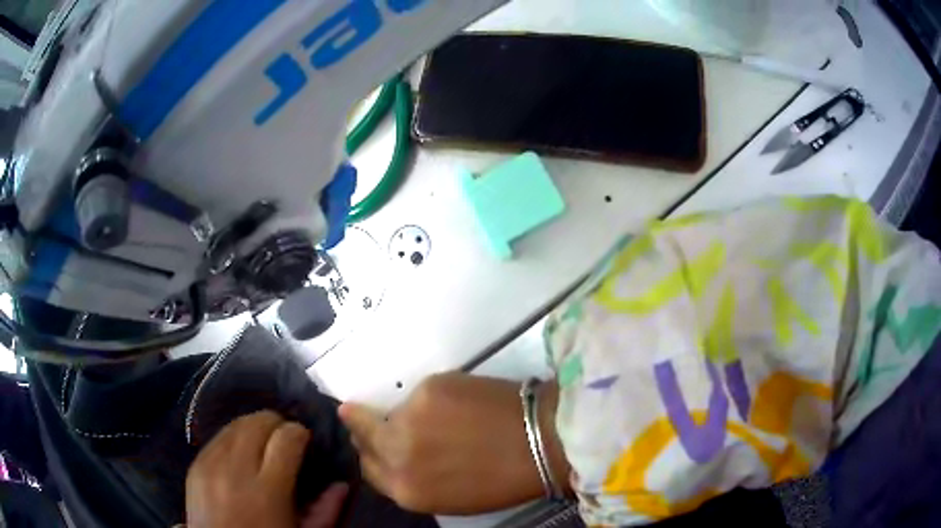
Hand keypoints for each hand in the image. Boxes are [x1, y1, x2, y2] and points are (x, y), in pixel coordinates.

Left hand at [186, 411, 347, 527]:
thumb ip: (325, 511)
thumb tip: (341, 484)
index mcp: (267, 491)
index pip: (286, 438)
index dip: (298, 432)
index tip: (303, 440)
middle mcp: (235, 470)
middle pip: (256, 423)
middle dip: (275, 424)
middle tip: (283, 438)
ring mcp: (210, 465)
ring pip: (234, 425)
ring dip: (252, 428)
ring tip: (261, 443)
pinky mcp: (195, 465)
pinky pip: (216, 438)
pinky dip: (232, 439)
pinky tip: (239, 453)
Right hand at [339, 373, 568, 514]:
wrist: (542, 442)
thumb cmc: (502, 480)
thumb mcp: (448, 497)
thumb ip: (413, 479)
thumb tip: (393, 454)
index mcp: (405, 491)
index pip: (368, 468)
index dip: (370, 453)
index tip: (372, 440)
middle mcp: (397, 456)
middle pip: (364, 436)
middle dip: (366, 426)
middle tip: (373, 415)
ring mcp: (409, 419)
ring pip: (391, 411)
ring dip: (405, 414)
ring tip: (440, 416)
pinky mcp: (428, 389)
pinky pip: (417, 394)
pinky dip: (429, 399)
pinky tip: (457, 404)